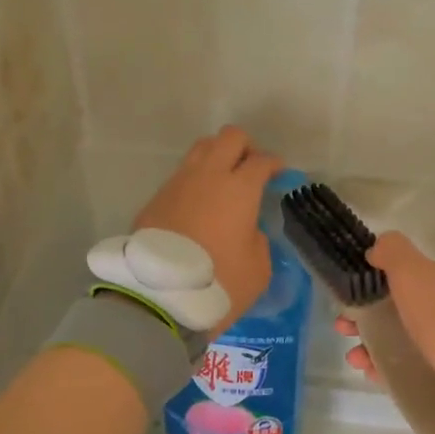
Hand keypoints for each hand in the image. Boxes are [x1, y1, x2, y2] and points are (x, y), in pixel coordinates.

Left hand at [135, 126, 282, 334]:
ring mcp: (177, 184)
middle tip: (251, 169)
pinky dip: (195, 182)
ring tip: (223, 182)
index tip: (279, 174)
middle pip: (229, 137)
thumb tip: (247, 229)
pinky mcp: (155, 199)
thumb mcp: (258, 268)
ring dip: (216, 157)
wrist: (159, 295)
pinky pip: (181, 176)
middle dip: (245, 147)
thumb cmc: (219, 282)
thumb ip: (258, 240)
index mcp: (239, 188)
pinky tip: (198, 205)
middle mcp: (208, 176)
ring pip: (201, 149)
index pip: (261, 161)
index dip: (274, 164)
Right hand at [333, 232, 434, 388]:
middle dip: (364, 316)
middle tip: (343, 328)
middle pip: (395, 309)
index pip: (402, 276)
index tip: (347, 294)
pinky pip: (405, 367)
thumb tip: (375, 249)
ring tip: (355, 358)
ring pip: (397, 339)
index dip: (370, 283)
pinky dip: (384, 368)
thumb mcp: (412, 270)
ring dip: (369, 345)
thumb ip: (392, 252)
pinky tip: (370, 372)